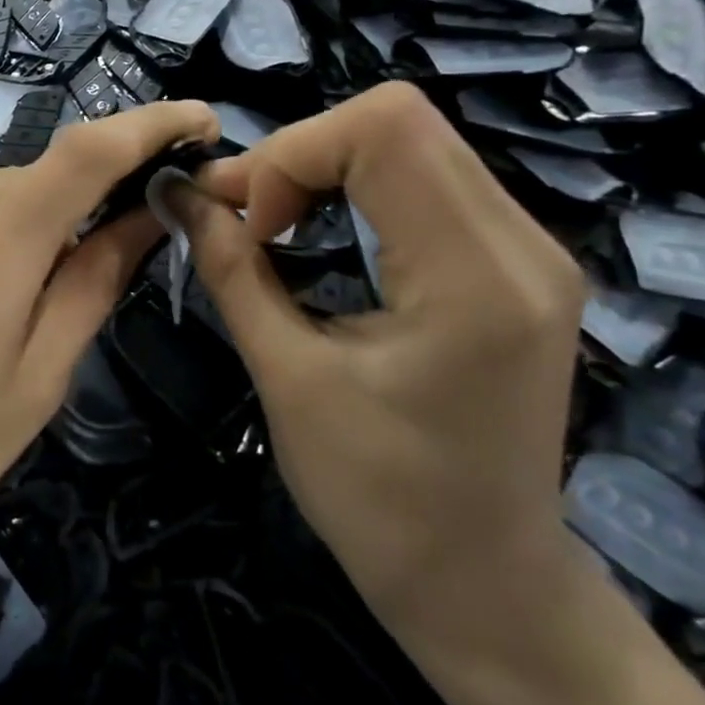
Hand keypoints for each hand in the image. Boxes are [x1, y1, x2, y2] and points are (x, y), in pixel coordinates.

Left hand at [0, 99, 221, 573]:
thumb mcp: (42, 377)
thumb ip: (96, 279)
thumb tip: (148, 210)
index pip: (85, 153)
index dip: (149, 123)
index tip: (197, 120)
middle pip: (37, 176)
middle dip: (76, 205)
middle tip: (81, 268)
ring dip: (21, 220)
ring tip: (1, 297)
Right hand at [170, 82, 586, 659]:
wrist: (485, 585)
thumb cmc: (377, 497)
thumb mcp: (284, 375)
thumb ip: (229, 266)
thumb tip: (175, 192)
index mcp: (474, 277)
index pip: (384, 128)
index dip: (291, 152)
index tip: (248, 221)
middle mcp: (523, 244)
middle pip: (399, 118)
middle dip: (300, 152)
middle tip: (247, 215)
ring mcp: (530, 250)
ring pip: (413, 139)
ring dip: (324, 165)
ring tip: (272, 223)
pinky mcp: (516, 263)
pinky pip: (427, 177)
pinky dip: (356, 185)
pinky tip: (320, 231)